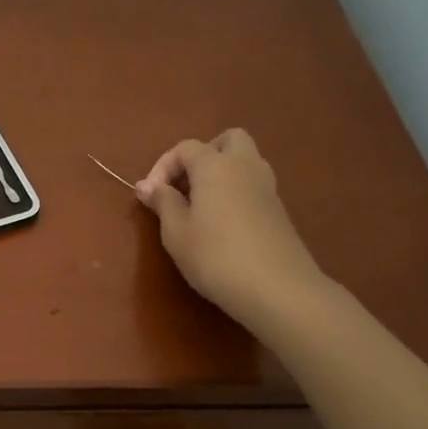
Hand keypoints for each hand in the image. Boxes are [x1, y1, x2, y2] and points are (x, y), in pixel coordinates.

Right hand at [137, 129, 330, 334]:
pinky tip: (222, 224)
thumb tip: (148, 186)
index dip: (162, 166)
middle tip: (185, 185)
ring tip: (200, 205)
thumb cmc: (215, 256)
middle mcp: (245, 166)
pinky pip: (253, 186)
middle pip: (227, 140)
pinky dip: (235, 192)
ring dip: (222, 173)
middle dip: (203, 155)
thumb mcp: (176, 232)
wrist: (276, 288)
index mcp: (216, 166)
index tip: (150, 197)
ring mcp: (267, 187)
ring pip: (245, 161)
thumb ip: (162, 203)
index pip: (186, 148)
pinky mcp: (279, 210)